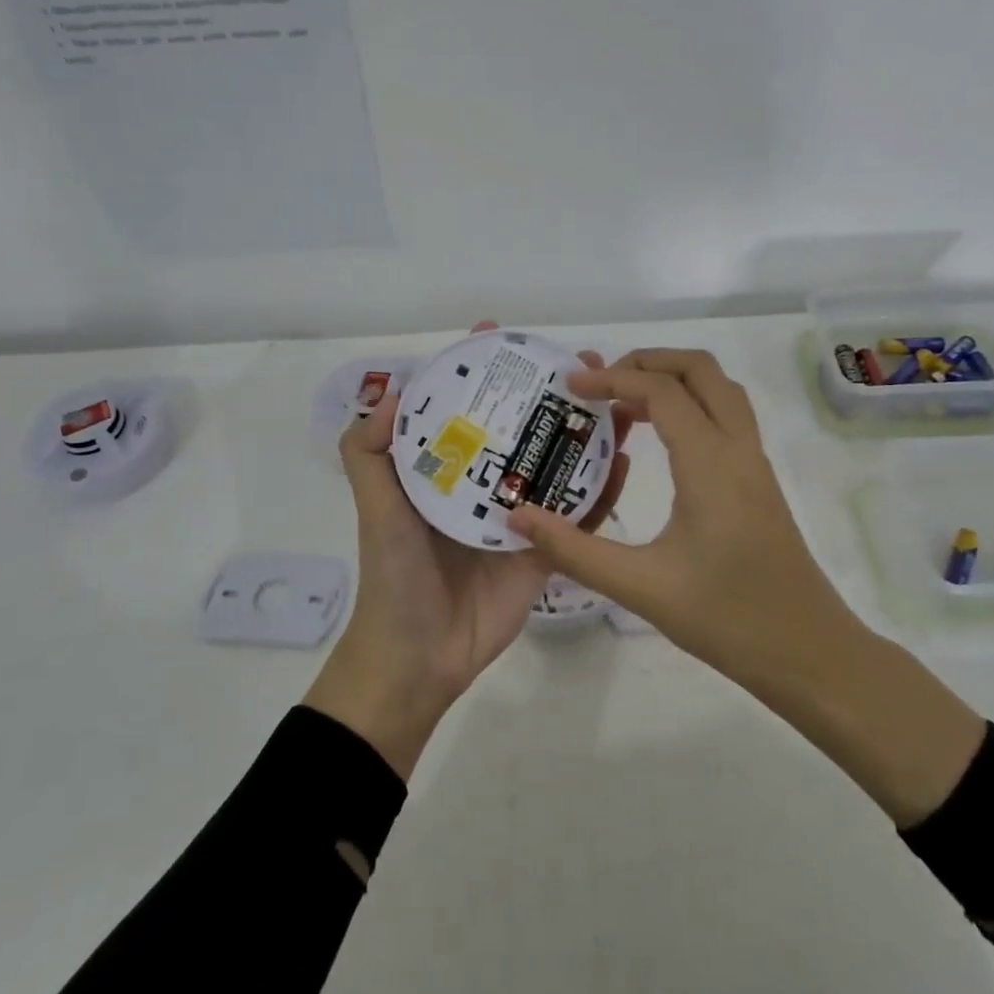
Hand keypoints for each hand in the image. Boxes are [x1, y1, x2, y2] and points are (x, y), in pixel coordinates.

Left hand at [305, 325, 630, 779]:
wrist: (421, 658)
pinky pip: (580, 514)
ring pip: (558, 464)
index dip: (480, 371)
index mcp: (447, 470)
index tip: (500, 335)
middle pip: (523, 427)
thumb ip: (368, 455)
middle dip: (550, 392)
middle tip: (584, 362)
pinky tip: (625, 458)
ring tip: (617, 399)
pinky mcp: (546, 549)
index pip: (466, 407)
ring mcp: (521, 516)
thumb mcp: (375, 509)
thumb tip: (390, 393)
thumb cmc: (395, 577)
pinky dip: (603, 488)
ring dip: (585, 431)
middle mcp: (485, 485)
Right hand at [504, 348, 849, 687]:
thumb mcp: (641, 586)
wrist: (809, 652)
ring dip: (674, 379)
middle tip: (602, 381)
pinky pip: (726, 416)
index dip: (613, 378)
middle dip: (649, 360)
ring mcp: (754, 463)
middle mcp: (738, 448)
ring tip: (625, 403)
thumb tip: (518, 518)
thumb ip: (575, 550)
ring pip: (720, 389)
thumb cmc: (727, 617)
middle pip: (700, 370)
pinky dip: (691, 404)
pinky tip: (660, 441)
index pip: (661, 391)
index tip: (570, 385)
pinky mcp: (758, 481)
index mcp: (710, 462)